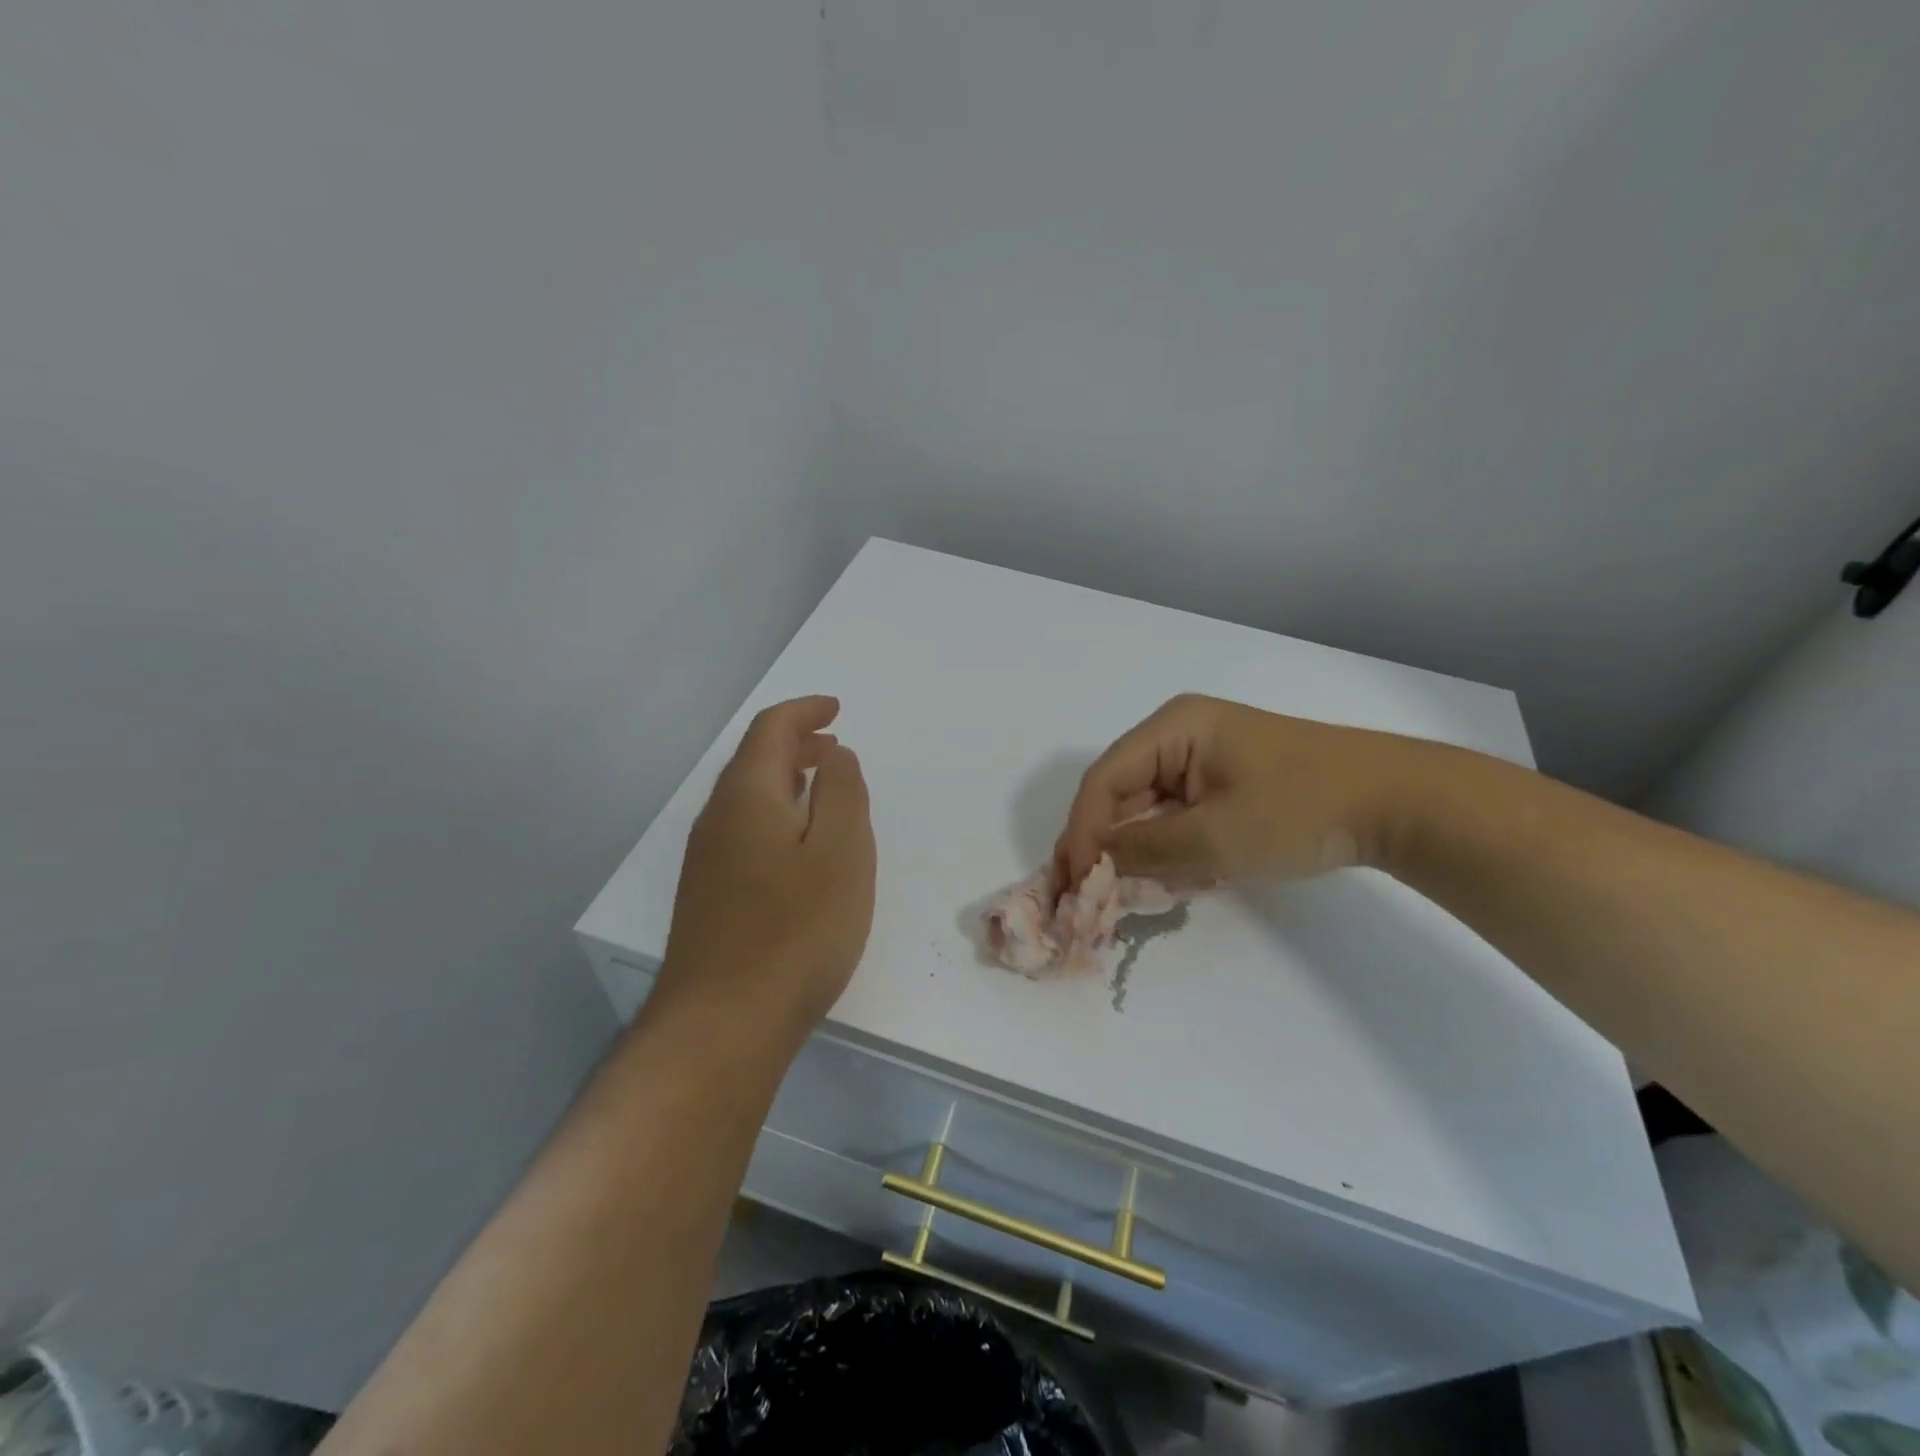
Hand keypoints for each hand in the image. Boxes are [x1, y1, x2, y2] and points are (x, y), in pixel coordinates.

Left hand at [656, 696, 875, 1040]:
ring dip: (786, 781)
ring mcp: (706, 860)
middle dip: (796, 745)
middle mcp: (717, 818)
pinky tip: (799, 847)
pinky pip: (744, 832)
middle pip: (754, 761)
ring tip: (824, 789)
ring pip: (748, 799)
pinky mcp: (708, 896)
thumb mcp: (841, 851)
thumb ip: (843, 792)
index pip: (770, 730)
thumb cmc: (796, 929)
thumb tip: (833, 755)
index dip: (804, 711)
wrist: (723, 1022)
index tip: (836, 709)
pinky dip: (776, 816)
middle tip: (835, 747)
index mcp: (747, 795)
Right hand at [1054, 694, 1433, 887]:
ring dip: (1137, 853)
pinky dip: (1169, 851)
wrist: (1397, 804)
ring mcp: (1202, 760)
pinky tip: (1173, 881)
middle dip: (1105, 846)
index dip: (1081, 831)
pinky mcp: (1223, 785)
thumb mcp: (1215, 837)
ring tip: (1127, 895)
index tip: (1074, 884)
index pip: (1104, 780)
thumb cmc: (1302, 809)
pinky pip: (1176, 817)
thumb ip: (1144, 851)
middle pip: (1120, 794)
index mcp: (1172, 728)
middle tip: (1085, 898)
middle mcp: (1178, 736)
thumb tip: (1090, 865)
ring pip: (1147, 810)